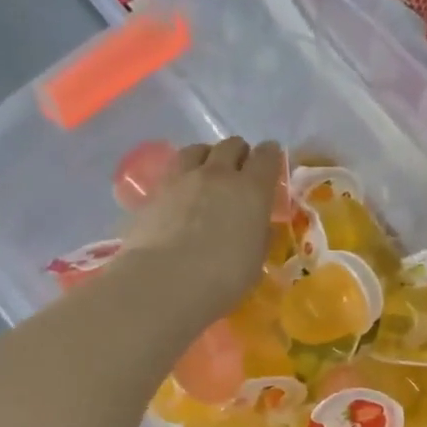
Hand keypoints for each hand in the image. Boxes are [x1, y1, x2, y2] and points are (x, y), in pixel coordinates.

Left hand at [120, 137, 281, 327]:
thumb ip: (258, 235)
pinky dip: (182, 175)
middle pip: (231, 145)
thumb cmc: (223, 278)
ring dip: (207, 156)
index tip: (271, 160)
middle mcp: (218, 174)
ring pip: (198, 150)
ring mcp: (183, 179)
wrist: (165, 281)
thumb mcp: (255, 260)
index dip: (270, 156)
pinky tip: (180, 193)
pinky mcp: (155, 191)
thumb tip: (256, 226)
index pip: (267, 157)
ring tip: (207, 172)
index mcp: (252, 190)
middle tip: (239, 171)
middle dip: (239, 154)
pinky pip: (173, 170)